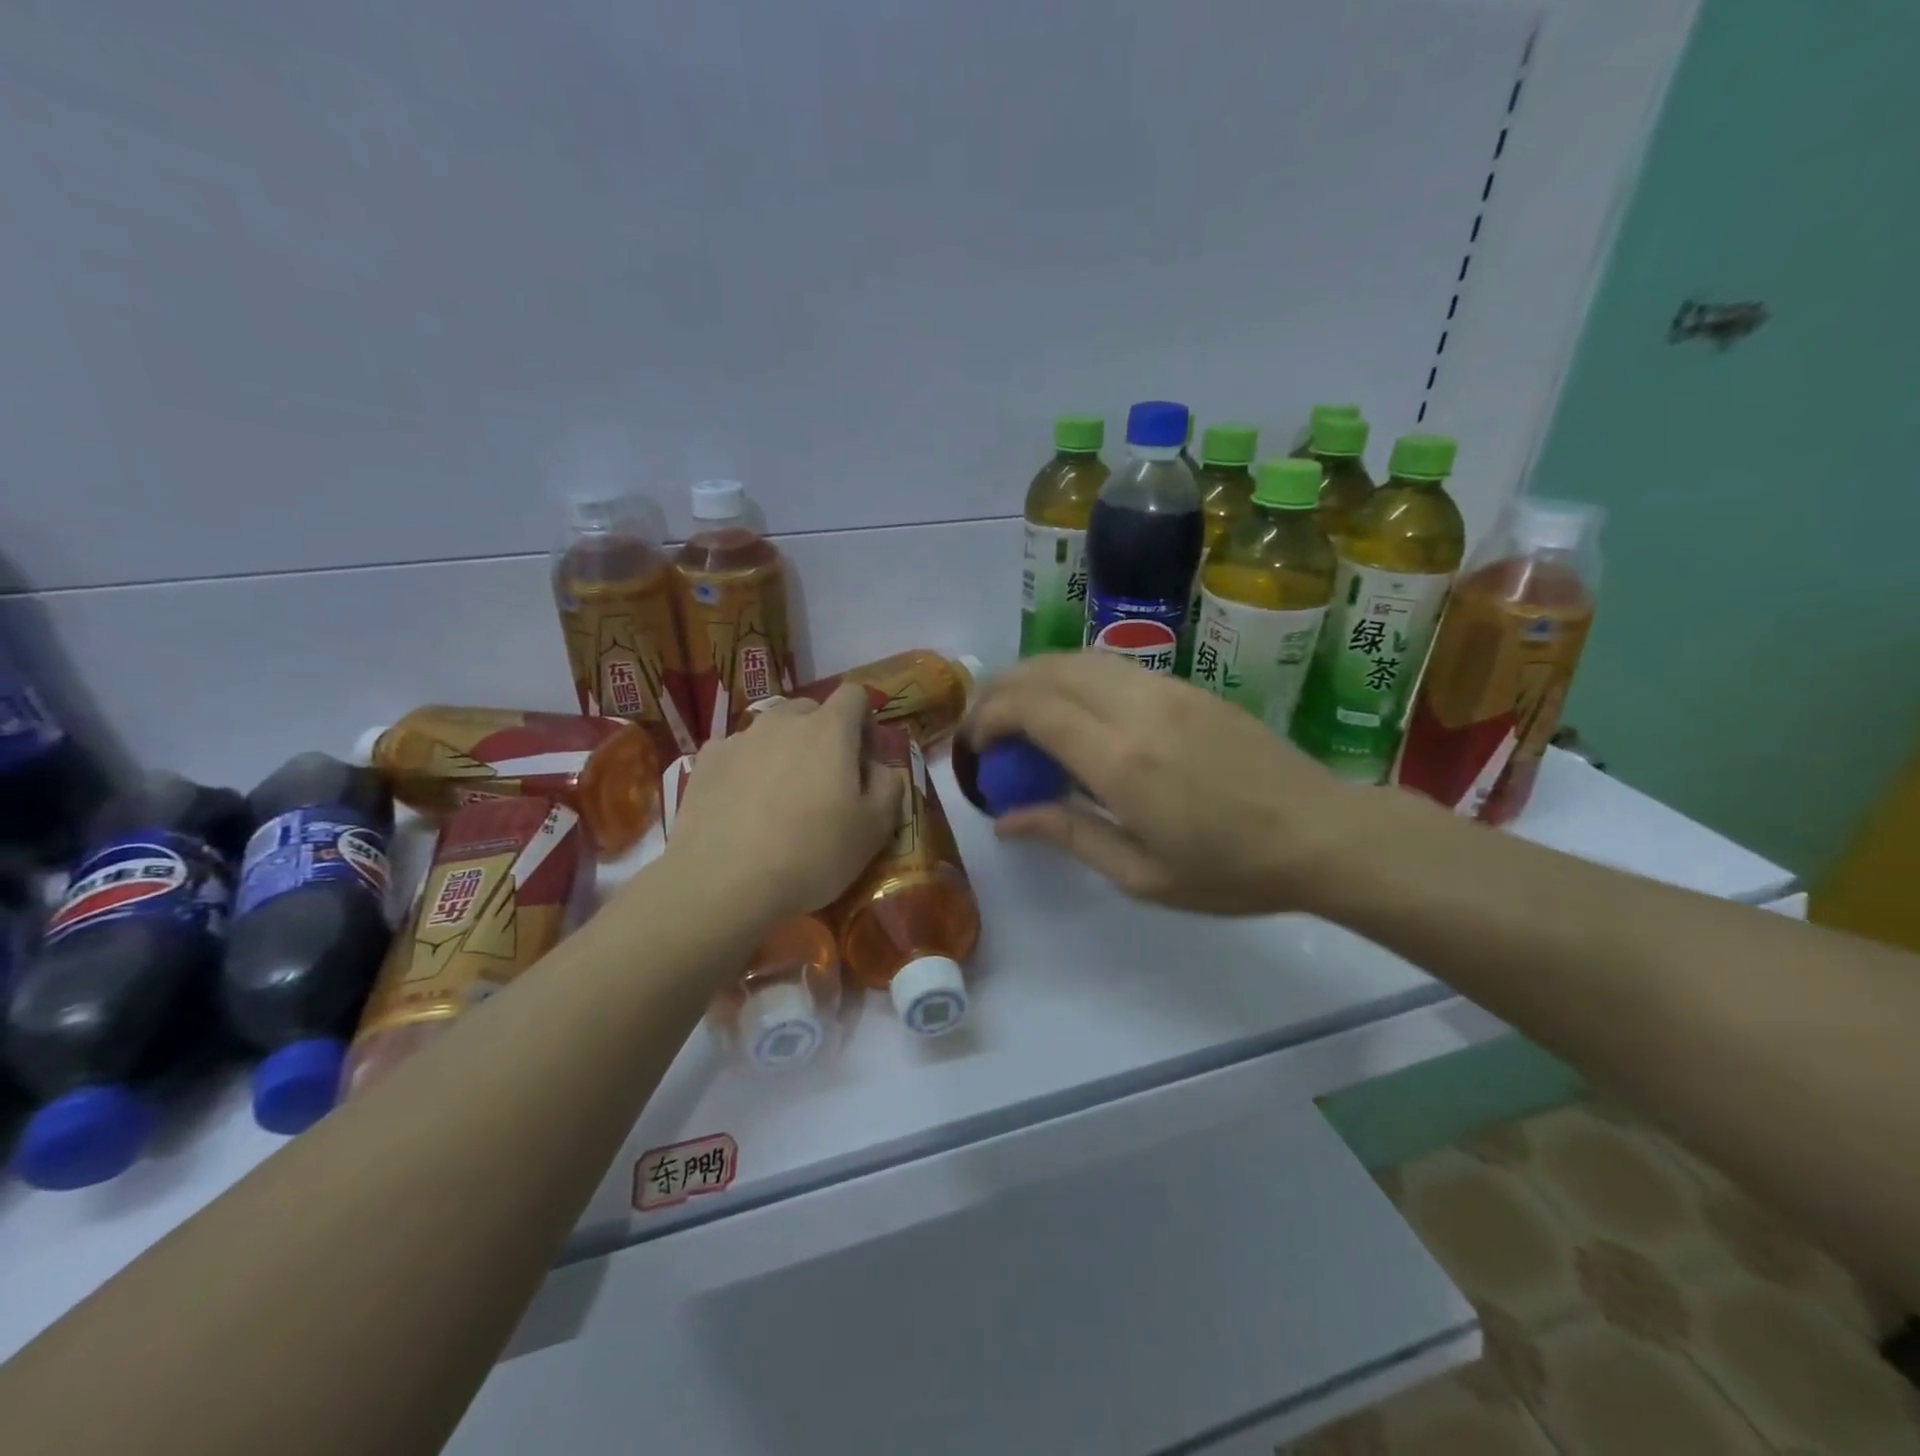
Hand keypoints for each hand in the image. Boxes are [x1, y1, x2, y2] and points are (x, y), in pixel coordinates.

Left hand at [661, 685, 901, 924]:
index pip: (855, 695)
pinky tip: (743, 810)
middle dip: (824, 736)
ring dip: (784, 753)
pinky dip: (747, 770)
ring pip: (772, 732)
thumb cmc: (812, 854)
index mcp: (830, 729)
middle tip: (825, 783)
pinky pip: (737, 754)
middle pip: (811, 711)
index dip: (866, 722)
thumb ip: (889, 785)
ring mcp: (738, 738)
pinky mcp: (705, 762)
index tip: (864, 761)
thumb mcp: (875, 828)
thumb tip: (877, 768)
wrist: (723, 884)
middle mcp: (782, 720)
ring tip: (780, 801)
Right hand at [967, 652, 1381, 914]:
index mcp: (1121, 760)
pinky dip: (1074, 676)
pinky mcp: (1189, 685)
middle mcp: (1137, 708)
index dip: (989, 716)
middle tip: (983, 723)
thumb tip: (1007, 818)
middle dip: (1002, 688)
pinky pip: (1113, 664)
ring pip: (1080, 657)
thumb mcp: (1141, 875)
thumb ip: (1068, 834)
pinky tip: (1073, 707)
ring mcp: (1167, 688)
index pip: (1033, 709)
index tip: (972, 744)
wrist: (1322, 833)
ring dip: (1036, 675)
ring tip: (1018, 710)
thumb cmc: (1230, 870)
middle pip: (1048, 670)